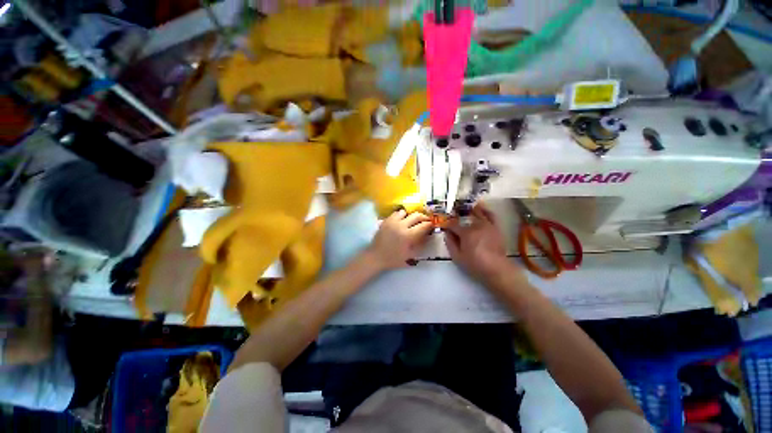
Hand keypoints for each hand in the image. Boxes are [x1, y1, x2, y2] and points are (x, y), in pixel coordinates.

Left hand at [367, 209, 432, 269]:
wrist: (376, 257)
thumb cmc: (394, 259)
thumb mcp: (410, 255)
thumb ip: (420, 244)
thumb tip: (427, 236)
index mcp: (408, 235)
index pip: (423, 225)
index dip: (430, 224)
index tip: (432, 225)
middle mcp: (401, 225)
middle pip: (416, 215)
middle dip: (423, 217)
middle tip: (426, 220)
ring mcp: (392, 221)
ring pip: (405, 212)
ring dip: (410, 216)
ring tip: (411, 221)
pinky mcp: (386, 220)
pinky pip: (396, 213)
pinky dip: (401, 216)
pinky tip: (401, 221)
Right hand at [444, 204, 524, 284]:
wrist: (496, 269)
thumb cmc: (475, 264)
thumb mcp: (457, 257)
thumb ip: (450, 243)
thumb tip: (446, 233)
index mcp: (466, 233)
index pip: (453, 224)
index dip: (447, 225)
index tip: (444, 227)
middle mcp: (476, 226)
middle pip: (464, 218)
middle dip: (456, 218)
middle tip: (452, 220)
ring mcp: (487, 225)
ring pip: (477, 213)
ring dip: (469, 211)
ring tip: (464, 210)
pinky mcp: (495, 228)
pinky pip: (490, 215)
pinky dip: (485, 210)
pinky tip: (480, 208)